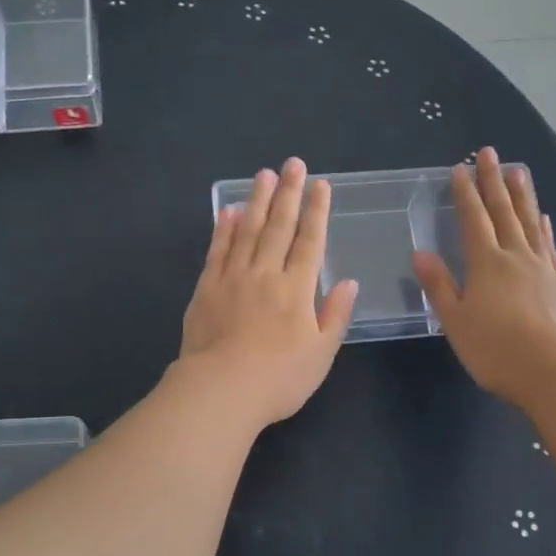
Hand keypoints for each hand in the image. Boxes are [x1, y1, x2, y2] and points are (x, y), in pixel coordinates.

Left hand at [177, 157, 358, 428]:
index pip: (311, 241)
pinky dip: (223, 229)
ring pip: (247, 230)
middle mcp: (266, 274)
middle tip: (293, 164)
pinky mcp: (206, 289)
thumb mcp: (321, 354)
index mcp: (297, 289)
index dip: (317, 211)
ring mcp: (233, 278)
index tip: (321, 185)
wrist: (221, 390)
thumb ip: (335, 315)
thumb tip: (349, 282)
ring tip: (263, 175)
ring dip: (257, 201)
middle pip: (279, 226)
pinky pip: (217, 251)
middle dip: (289, 193)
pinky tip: (227, 211)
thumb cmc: (279, 378)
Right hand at [412, 147, 555, 408]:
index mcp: (486, 263)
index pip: (473, 220)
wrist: (554, 371)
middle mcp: (516, 256)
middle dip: (493, 181)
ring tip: (519, 171)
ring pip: (529, 223)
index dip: (465, 193)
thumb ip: (439, 285)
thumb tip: (420, 252)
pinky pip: (550, 246)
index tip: (460, 168)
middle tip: (489, 153)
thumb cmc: (496, 349)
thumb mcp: (456, 321)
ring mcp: (543, 268)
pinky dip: (544, 228)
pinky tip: (543, 219)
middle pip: (503, 212)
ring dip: (522, 196)